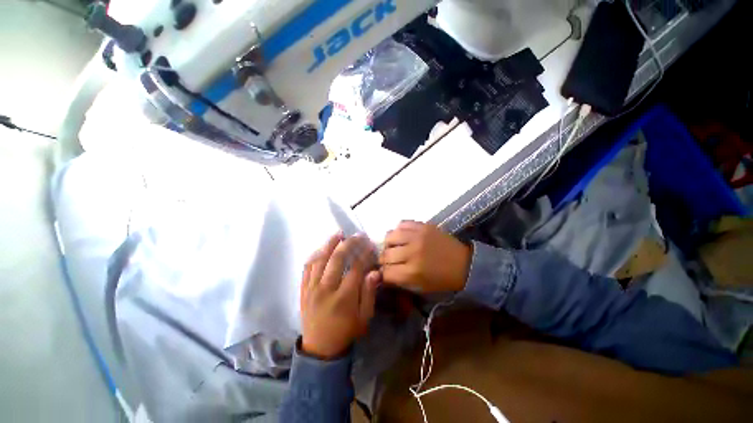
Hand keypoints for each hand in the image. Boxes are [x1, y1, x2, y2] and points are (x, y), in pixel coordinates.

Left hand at [300, 233, 380, 359]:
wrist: (320, 348)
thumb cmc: (346, 332)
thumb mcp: (364, 318)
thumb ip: (369, 293)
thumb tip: (375, 272)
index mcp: (343, 298)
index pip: (355, 268)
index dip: (364, 254)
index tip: (371, 245)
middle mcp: (326, 290)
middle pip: (337, 260)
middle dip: (349, 244)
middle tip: (357, 235)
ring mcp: (312, 289)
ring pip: (320, 260)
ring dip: (330, 244)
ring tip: (338, 233)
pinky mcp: (303, 290)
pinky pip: (306, 268)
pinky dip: (314, 256)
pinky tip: (322, 248)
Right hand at [380, 221, 471, 292]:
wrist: (464, 264)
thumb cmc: (442, 279)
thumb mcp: (420, 287)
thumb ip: (400, 280)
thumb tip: (383, 273)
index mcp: (412, 272)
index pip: (385, 272)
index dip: (383, 273)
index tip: (385, 272)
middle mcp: (412, 252)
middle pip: (385, 254)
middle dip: (385, 259)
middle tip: (390, 260)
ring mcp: (417, 236)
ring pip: (390, 236)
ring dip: (389, 243)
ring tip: (394, 246)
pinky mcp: (423, 226)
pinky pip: (402, 223)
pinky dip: (399, 230)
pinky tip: (403, 236)